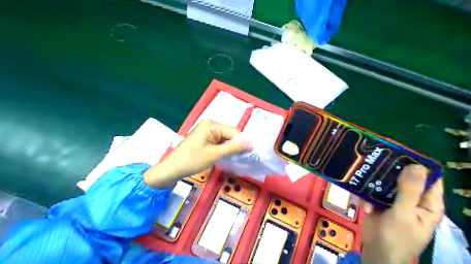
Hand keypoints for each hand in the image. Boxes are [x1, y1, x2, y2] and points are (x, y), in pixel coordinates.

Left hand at [143, 120, 251, 186]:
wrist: (172, 169)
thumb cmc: (192, 160)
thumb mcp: (214, 154)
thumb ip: (234, 148)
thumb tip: (252, 144)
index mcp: (212, 125)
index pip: (234, 132)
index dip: (242, 143)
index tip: (250, 155)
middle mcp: (210, 125)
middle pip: (230, 135)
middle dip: (236, 146)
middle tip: (242, 159)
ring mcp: (206, 131)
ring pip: (225, 139)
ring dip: (230, 149)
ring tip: (234, 159)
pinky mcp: (204, 138)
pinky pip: (219, 142)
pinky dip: (223, 149)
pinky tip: (225, 157)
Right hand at [362, 165, 446, 263]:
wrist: (376, 253)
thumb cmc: (397, 237)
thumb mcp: (404, 213)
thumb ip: (409, 190)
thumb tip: (416, 165)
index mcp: (427, 202)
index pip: (429, 178)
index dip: (417, 164)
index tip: (399, 151)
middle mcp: (412, 199)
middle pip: (404, 178)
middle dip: (389, 171)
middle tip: (376, 161)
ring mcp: (394, 201)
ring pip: (385, 184)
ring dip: (374, 184)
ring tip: (363, 182)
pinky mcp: (379, 204)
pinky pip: (372, 193)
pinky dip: (366, 198)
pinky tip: (363, 206)